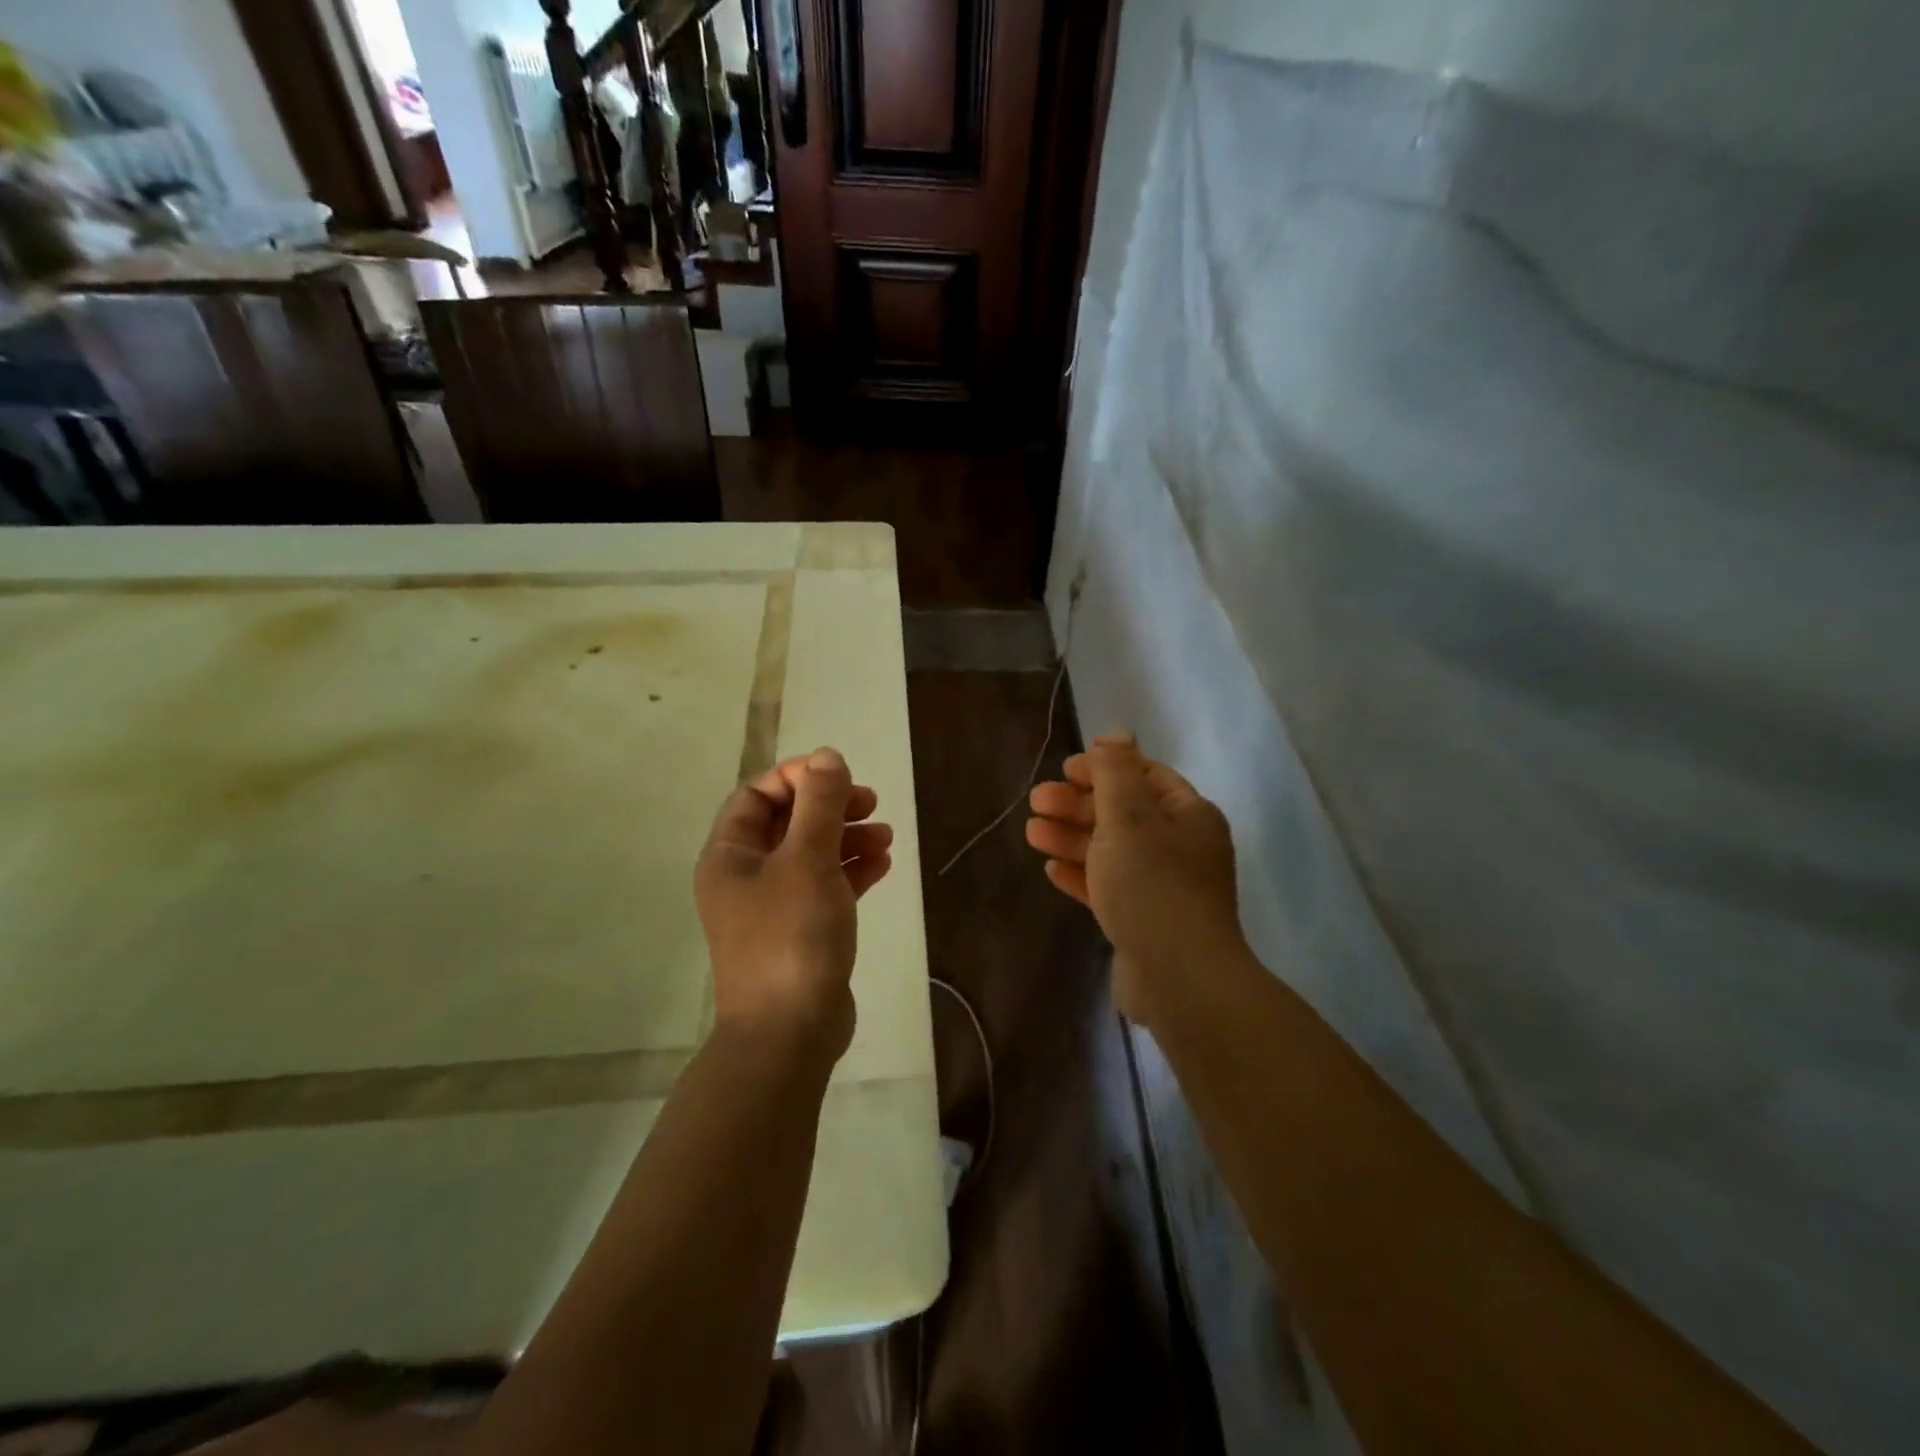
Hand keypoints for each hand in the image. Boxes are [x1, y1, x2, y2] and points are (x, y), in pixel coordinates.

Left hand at [695, 747, 892, 1060]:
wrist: (790, 1033)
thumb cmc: (791, 936)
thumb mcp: (808, 860)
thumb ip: (819, 804)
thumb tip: (827, 756)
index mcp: (729, 856)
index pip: (756, 796)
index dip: (797, 778)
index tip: (838, 776)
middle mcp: (745, 877)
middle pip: (787, 823)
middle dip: (829, 807)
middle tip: (870, 802)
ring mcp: (772, 907)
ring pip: (810, 854)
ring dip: (847, 837)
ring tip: (886, 834)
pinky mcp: (800, 932)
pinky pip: (825, 886)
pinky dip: (851, 870)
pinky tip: (883, 863)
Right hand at [1026, 734, 1245, 1026]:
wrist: (1179, 978)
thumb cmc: (1152, 884)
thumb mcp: (1128, 816)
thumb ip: (1116, 771)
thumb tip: (1117, 734)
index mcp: (1188, 815)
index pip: (1144, 776)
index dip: (1103, 767)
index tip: (1064, 769)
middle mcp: (1181, 847)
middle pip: (1123, 813)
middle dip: (1078, 804)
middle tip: (1036, 801)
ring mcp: (1164, 887)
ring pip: (1112, 851)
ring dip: (1072, 838)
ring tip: (1032, 834)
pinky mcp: (1145, 921)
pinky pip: (1110, 888)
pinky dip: (1082, 875)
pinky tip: (1052, 871)